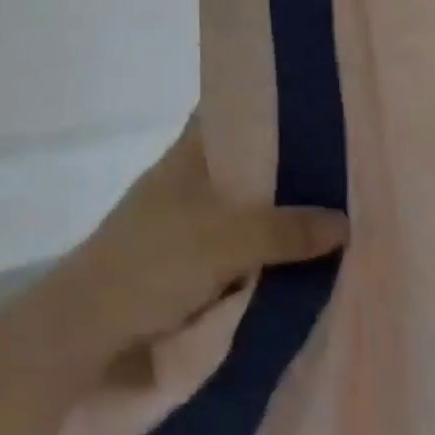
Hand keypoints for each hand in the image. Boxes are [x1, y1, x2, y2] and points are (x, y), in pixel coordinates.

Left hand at [55, 121, 346, 357]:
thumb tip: (343, 221)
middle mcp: (186, 181)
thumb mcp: (224, 239)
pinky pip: (236, 248)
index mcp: (187, 156)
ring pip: (241, 209)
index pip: (227, 114)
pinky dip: (263, 252)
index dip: (263, 107)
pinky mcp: (186, 265)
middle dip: (285, 169)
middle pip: (242, 166)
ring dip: (276, 216)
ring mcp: (184, 224)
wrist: (91, 327)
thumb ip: (282, 230)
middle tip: (343, 169)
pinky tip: (300, 260)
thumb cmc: (155, 261)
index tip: (312, 108)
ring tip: (337, 212)